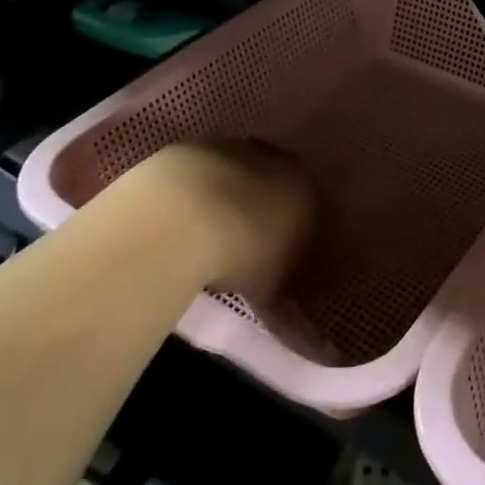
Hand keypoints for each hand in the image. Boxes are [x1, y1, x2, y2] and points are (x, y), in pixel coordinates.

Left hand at [117, 140, 316, 302]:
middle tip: (241, 250)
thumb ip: (288, 308)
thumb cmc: (245, 252)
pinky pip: (199, 175)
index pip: (307, 212)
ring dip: (225, 199)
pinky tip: (178, 222)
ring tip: (204, 237)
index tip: (277, 265)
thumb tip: (302, 337)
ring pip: (234, 175)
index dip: (293, 239)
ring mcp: (230, 148)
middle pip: (271, 186)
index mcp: (304, 187)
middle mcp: (273, 159)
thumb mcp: (273, 290)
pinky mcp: (190, 148)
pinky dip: (193, 195)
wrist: (186, 215)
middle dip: (260, 213)